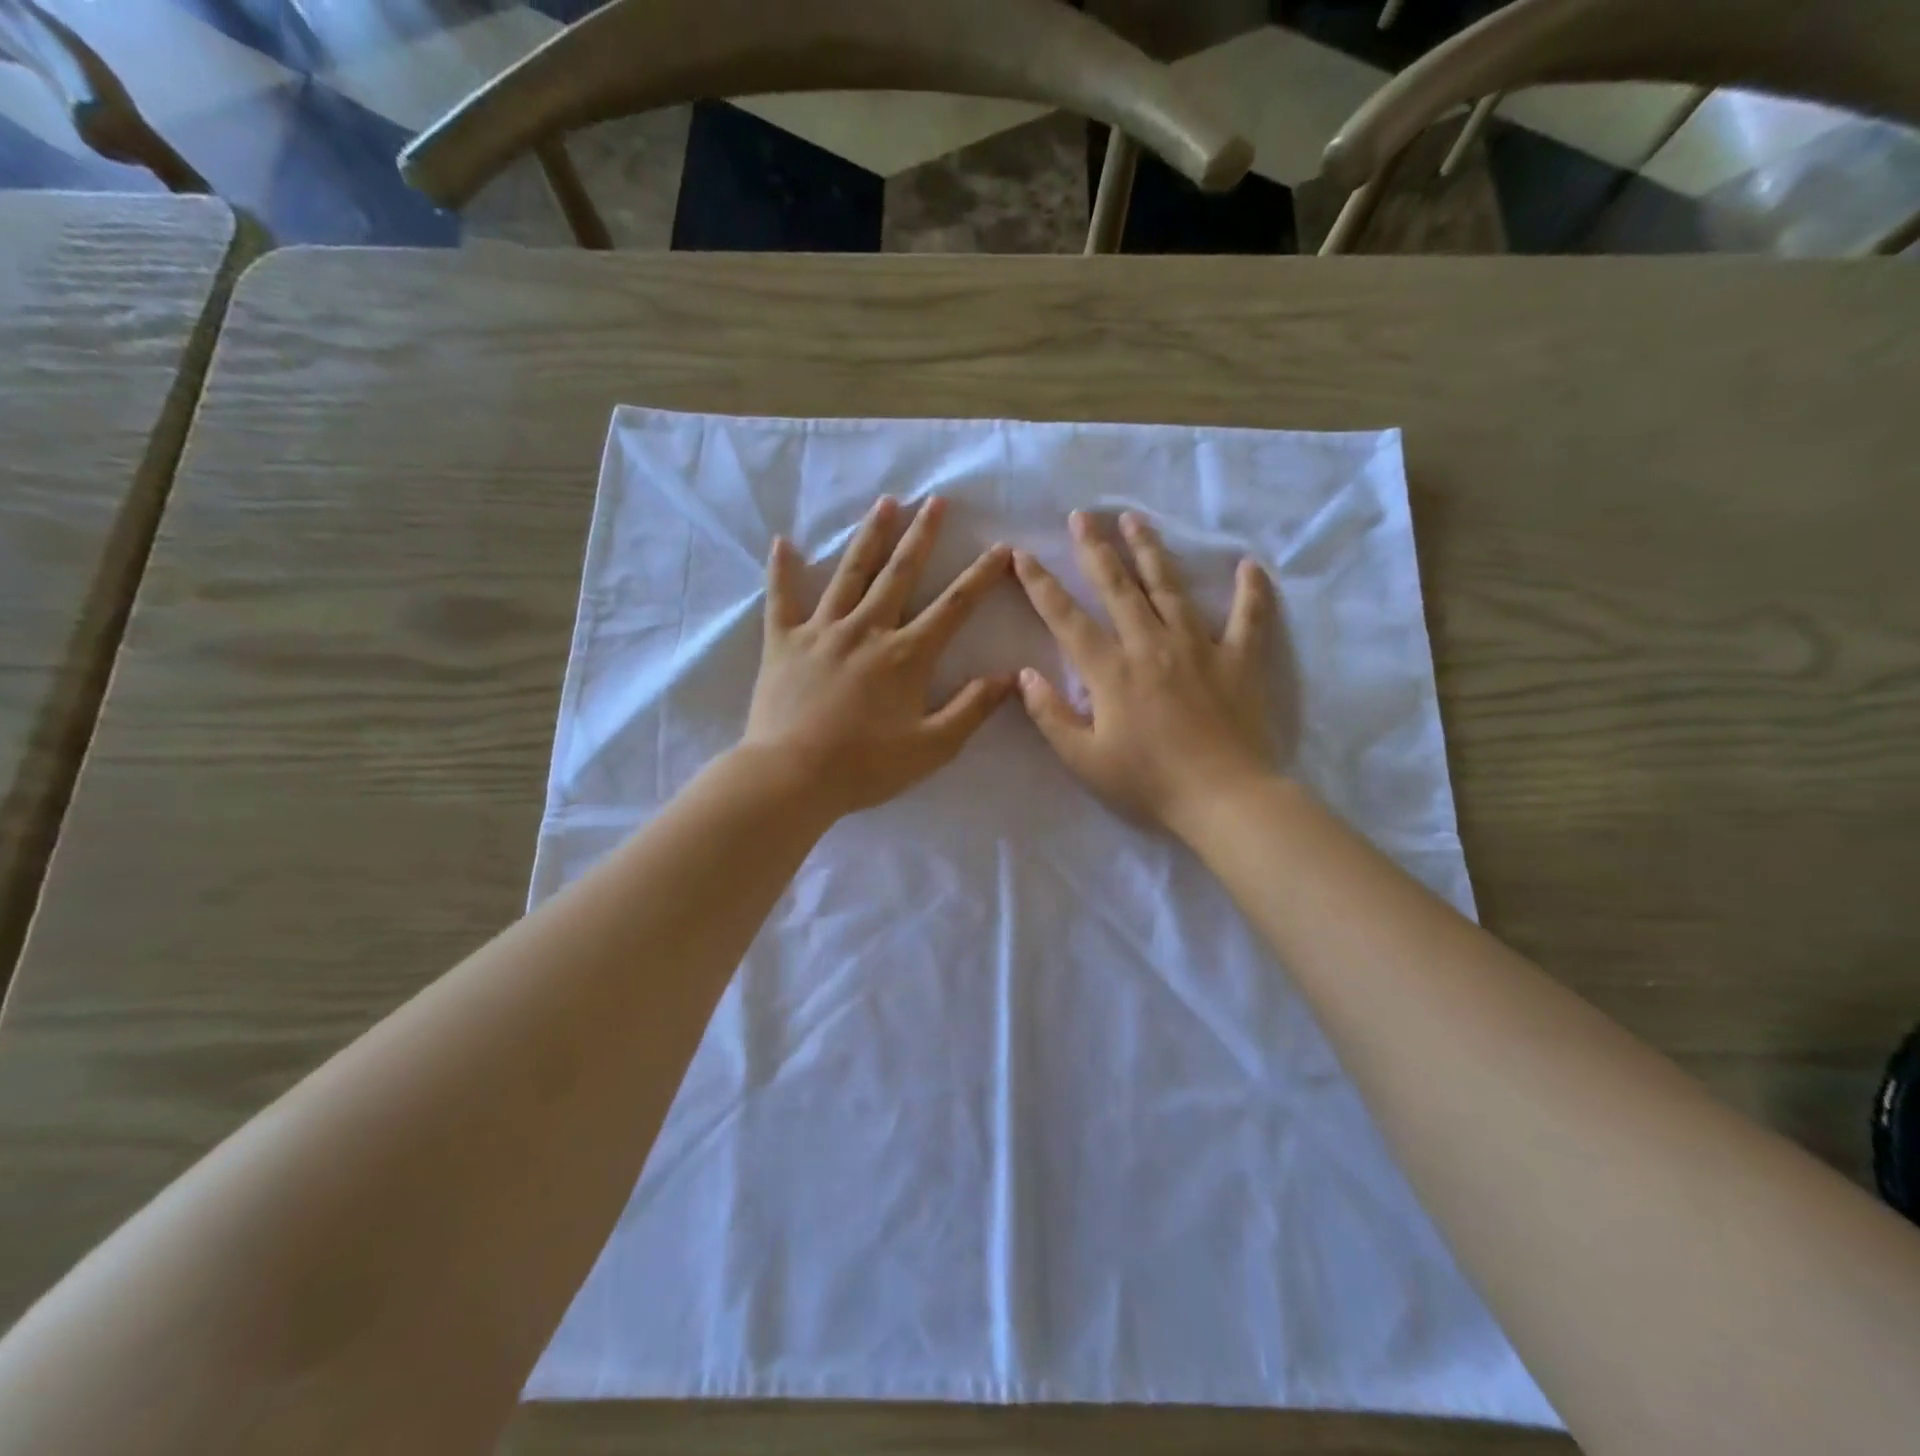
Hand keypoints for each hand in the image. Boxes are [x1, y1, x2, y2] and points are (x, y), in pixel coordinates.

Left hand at [742, 495, 1013, 818]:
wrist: (791, 777)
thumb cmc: (865, 767)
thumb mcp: (932, 747)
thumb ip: (972, 709)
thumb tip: (1009, 676)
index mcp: (905, 655)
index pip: (953, 606)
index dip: (980, 576)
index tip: (1000, 548)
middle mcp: (866, 630)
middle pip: (900, 574)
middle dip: (922, 535)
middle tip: (937, 500)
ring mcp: (821, 631)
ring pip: (850, 574)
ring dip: (870, 536)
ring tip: (885, 503)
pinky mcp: (783, 642)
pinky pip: (782, 599)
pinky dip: (782, 570)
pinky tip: (782, 541)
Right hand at [1013, 510, 1278, 836]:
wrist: (1223, 797)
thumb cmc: (1148, 783)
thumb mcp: (1084, 760)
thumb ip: (1050, 715)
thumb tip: (1024, 674)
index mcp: (1110, 670)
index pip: (1066, 618)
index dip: (1040, 585)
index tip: (1021, 554)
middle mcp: (1150, 644)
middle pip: (1117, 587)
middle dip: (1095, 549)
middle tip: (1082, 516)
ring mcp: (1197, 647)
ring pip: (1169, 587)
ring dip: (1150, 551)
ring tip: (1135, 520)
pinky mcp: (1237, 659)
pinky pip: (1247, 617)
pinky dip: (1250, 591)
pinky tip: (1249, 565)